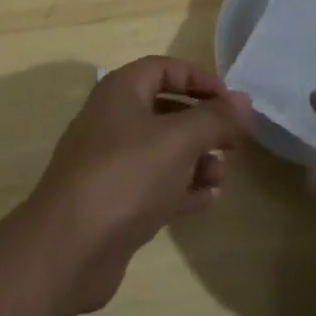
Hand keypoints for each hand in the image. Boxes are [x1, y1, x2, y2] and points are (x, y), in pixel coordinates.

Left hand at [28, 57, 251, 313]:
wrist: (71, 247)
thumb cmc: (127, 175)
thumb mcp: (179, 139)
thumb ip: (215, 118)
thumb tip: (244, 100)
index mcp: (121, 91)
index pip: (165, 69)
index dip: (201, 79)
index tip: (233, 101)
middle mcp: (113, 119)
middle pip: (166, 109)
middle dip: (203, 123)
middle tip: (234, 141)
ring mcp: (112, 162)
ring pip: (163, 150)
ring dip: (196, 158)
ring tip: (222, 174)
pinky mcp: (115, 202)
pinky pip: (156, 184)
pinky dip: (183, 187)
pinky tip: (210, 198)